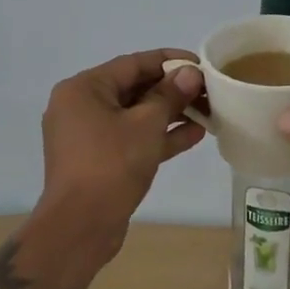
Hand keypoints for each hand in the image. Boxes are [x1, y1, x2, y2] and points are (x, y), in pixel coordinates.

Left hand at [35, 49, 206, 258]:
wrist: (80, 227)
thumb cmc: (111, 164)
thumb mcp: (146, 124)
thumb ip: (170, 95)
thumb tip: (190, 73)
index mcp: (83, 89)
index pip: (132, 64)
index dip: (169, 61)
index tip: (201, 63)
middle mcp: (81, 107)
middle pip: (134, 88)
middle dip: (173, 90)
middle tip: (209, 90)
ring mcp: (89, 136)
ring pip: (136, 116)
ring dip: (171, 113)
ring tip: (208, 111)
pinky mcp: (99, 160)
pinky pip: (132, 138)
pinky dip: (159, 136)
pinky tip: (194, 135)